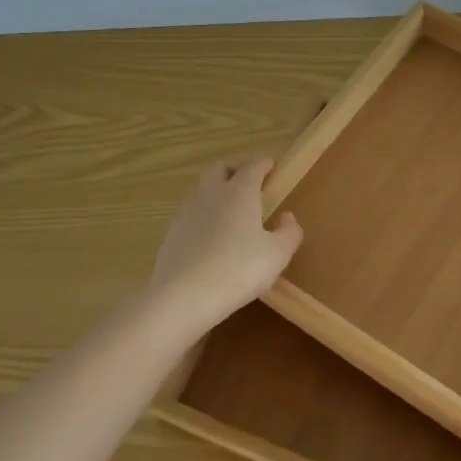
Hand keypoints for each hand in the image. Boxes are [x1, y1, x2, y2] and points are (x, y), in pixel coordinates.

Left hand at [152, 159, 303, 320]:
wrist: (184, 296)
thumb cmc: (239, 269)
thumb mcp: (278, 254)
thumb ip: (289, 232)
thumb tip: (287, 217)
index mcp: (240, 192)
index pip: (253, 167)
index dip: (264, 164)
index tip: (272, 166)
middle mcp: (211, 193)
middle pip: (219, 168)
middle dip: (234, 170)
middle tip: (248, 183)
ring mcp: (186, 212)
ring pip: (201, 190)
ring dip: (216, 192)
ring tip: (230, 212)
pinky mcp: (171, 234)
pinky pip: (190, 214)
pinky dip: (203, 216)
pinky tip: (211, 237)